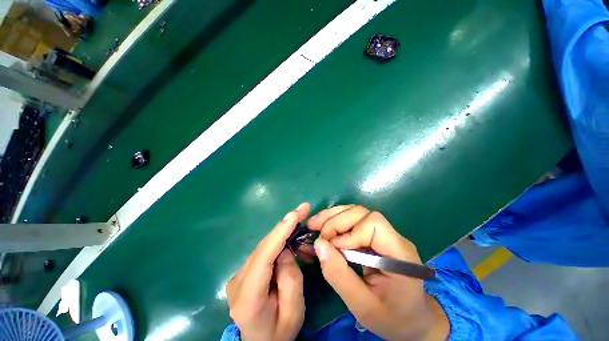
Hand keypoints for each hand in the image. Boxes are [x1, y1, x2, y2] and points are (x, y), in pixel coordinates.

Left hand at [226, 203, 309, 340]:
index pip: (264, 256)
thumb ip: (290, 277)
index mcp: (247, 296)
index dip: (280, 232)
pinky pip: (265, 251)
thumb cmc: (279, 333)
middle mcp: (238, 281)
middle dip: (285, 225)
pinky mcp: (244, 271)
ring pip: (265, 246)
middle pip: (264, 246)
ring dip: (285, 234)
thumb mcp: (293, 311)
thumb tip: (285, 249)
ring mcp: (239, 274)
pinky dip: (280, 243)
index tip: (295, 214)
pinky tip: (292, 241)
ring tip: (302, 227)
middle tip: (303, 209)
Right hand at [307, 205, 448, 340]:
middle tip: (315, 230)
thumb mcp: (363, 307)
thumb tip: (319, 245)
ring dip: (333, 216)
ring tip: (314, 224)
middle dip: (336, 220)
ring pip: (355, 213)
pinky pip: (353, 220)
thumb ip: (340, 276)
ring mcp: (383, 233)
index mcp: (399, 252)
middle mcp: (393, 236)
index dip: (350, 232)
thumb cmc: (391, 318)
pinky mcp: (374, 236)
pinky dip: (336, 221)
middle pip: (362, 213)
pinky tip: (323, 227)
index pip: (374, 224)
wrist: (410, 319)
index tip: (333, 247)